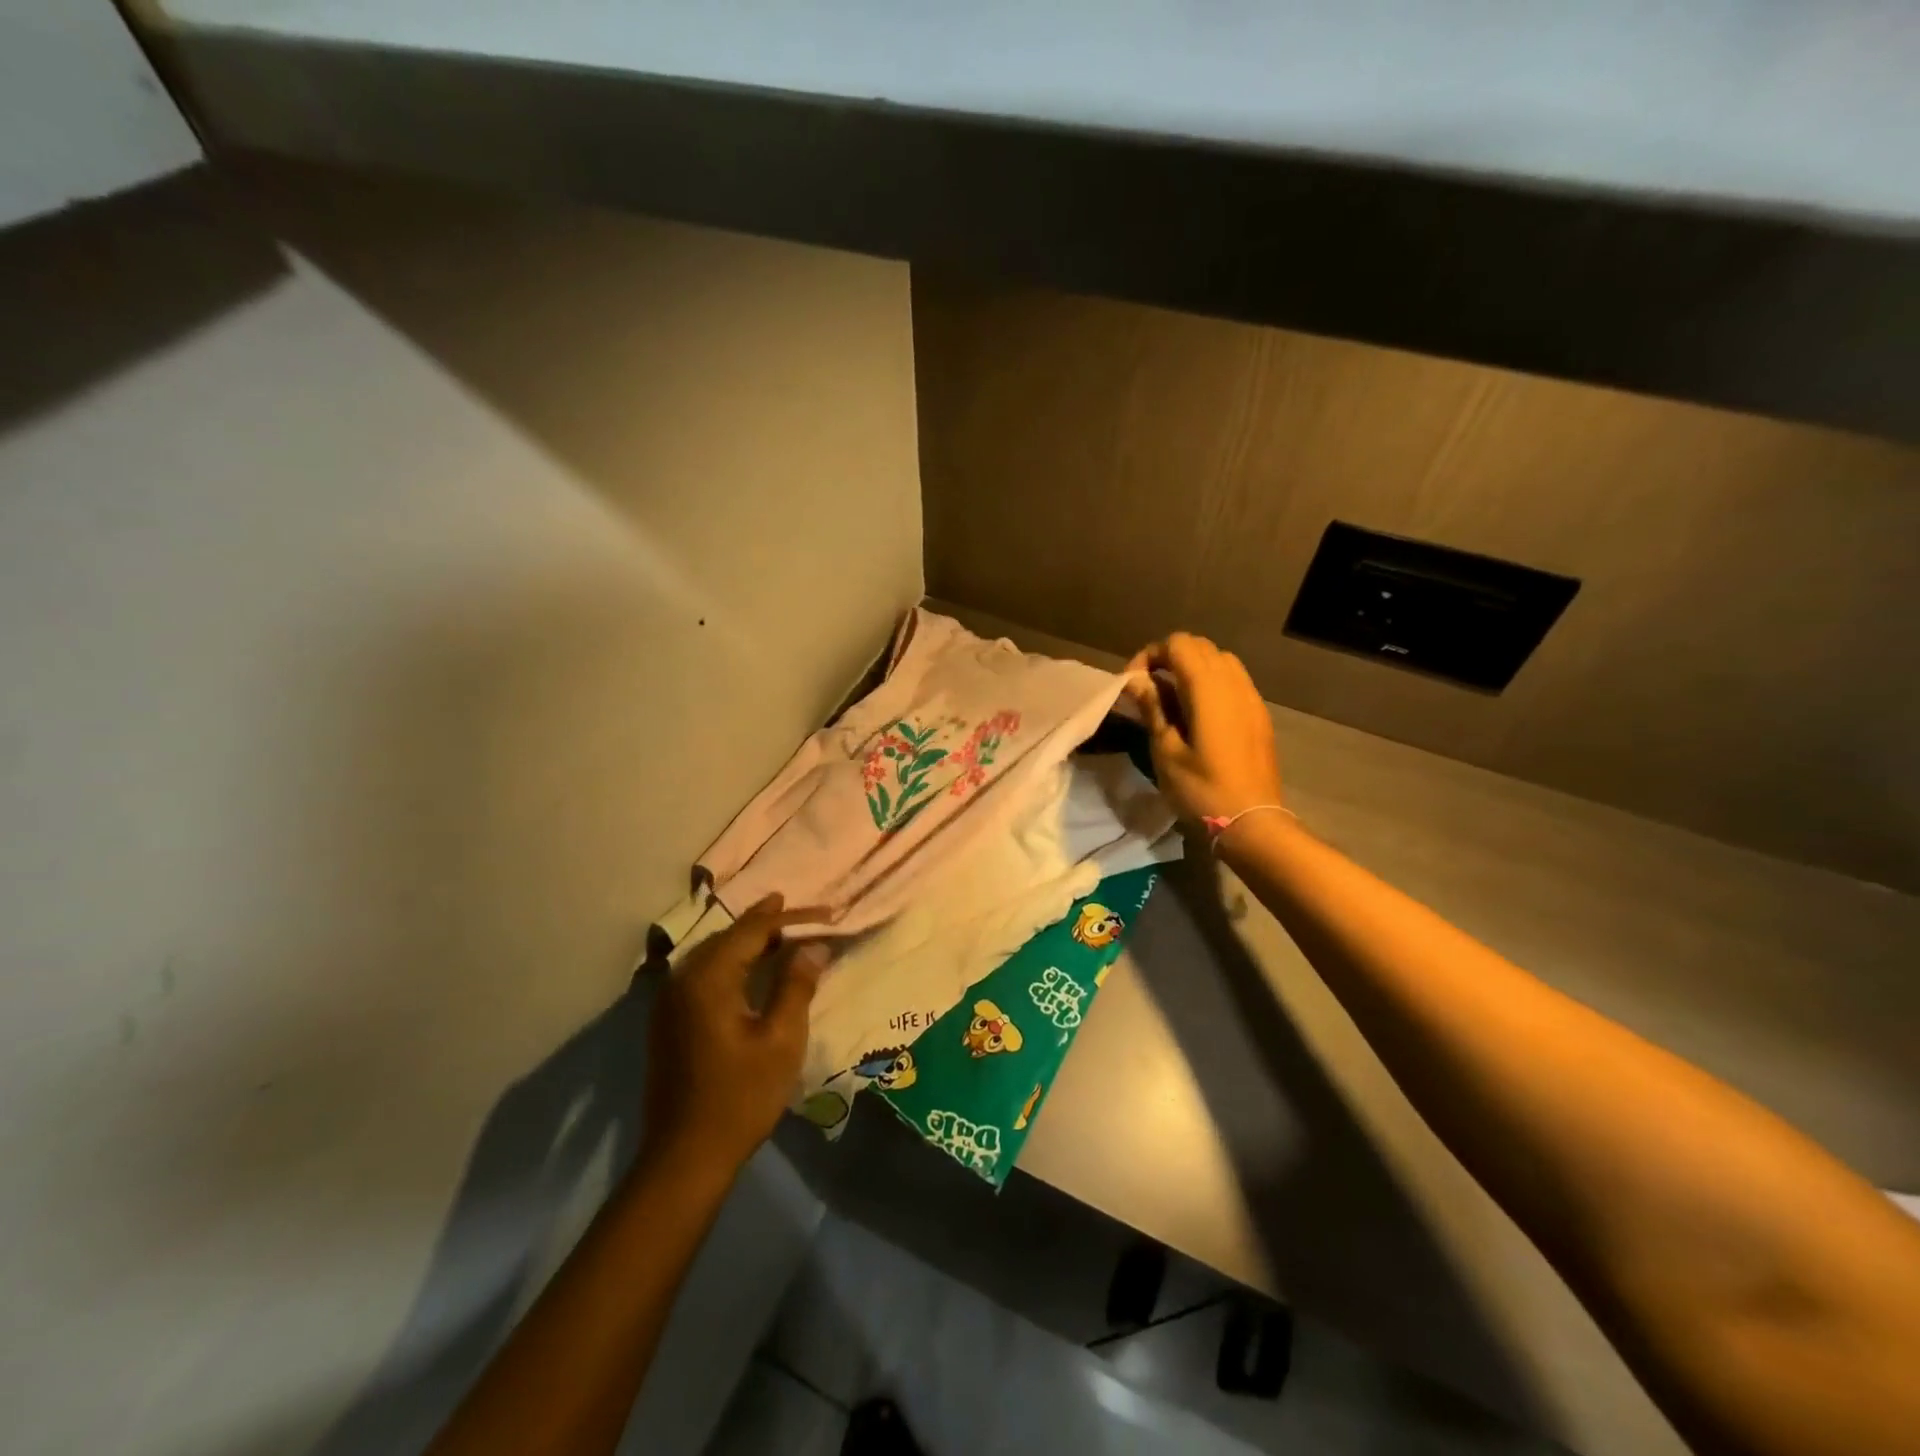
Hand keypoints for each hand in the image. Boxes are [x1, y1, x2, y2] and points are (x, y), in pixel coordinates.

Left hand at [641, 894, 826, 1175]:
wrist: (685, 1157)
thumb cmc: (740, 1097)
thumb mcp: (781, 1040)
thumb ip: (797, 985)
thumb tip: (813, 946)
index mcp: (708, 978)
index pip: (753, 930)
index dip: (791, 918)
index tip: (826, 912)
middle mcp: (683, 979)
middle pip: (730, 936)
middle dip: (769, 923)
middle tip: (807, 917)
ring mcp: (670, 1000)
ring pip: (715, 953)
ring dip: (750, 942)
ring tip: (785, 933)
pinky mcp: (670, 1020)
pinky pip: (705, 973)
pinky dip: (733, 963)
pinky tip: (754, 969)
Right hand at [1124, 633, 1283, 825]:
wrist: (1252, 822)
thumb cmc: (1202, 789)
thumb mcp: (1166, 751)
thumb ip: (1152, 708)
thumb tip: (1135, 681)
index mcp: (1208, 688)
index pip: (1178, 645)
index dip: (1150, 656)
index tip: (1133, 684)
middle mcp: (1234, 683)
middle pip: (1200, 647)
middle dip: (1169, 658)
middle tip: (1148, 689)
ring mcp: (1251, 698)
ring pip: (1220, 661)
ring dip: (1192, 669)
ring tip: (1172, 700)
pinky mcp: (1259, 714)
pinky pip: (1234, 681)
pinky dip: (1211, 684)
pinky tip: (1198, 715)